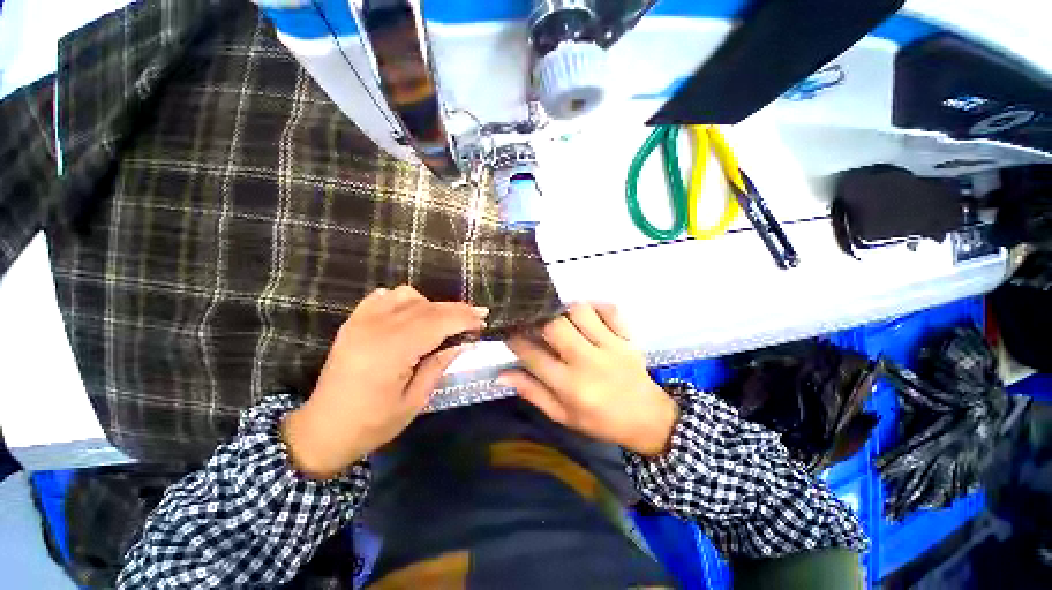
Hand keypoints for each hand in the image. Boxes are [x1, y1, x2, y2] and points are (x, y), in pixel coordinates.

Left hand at [283, 285, 486, 478]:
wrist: (323, 429)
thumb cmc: (373, 423)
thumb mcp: (415, 400)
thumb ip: (439, 365)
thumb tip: (463, 342)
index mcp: (392, 351)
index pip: (438, 321)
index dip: (464, 317)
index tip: (483, 320)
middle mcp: (376, 328)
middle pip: (427, 306)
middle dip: (456, 310)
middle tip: (475, 317)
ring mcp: (361, 321)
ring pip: (407, 295)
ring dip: (431, 305)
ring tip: (442, 322)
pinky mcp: (353, 322)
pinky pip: (384, 297)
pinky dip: (404, 300)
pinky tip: (412, 315)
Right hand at [498, 303, 677, 457]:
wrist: (648, 420)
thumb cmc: (601, 421)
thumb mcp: (562, 416)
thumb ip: (533, 393)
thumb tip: (501, 375)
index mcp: (570, 386)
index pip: (533, 355)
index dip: (515, 340)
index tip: (509, 331)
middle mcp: (588, 361)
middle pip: (555, 326)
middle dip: (538, 320)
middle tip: (534, 323)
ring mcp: (610, 346)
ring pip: (580, 311)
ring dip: (565, 311)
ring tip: (561, 319)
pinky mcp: (627, 337)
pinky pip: (610, 310)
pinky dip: (596, 306)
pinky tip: (587, 314)